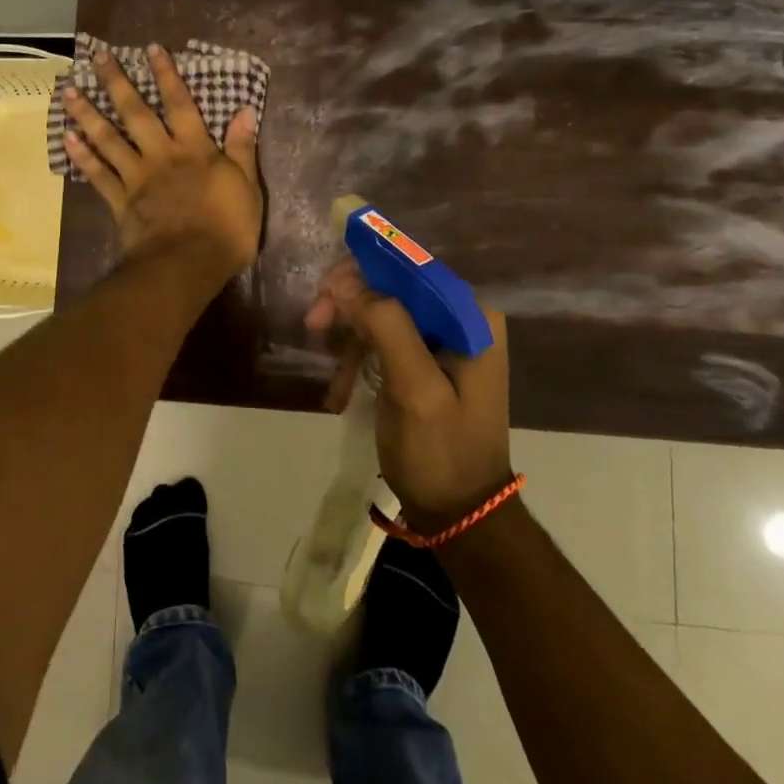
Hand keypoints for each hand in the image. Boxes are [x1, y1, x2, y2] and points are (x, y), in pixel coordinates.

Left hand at [62, 44, 262, 282]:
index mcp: (195, 149)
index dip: (166, 75)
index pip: (180, 104)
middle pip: (136, 113)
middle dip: (117, 82)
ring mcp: (137, 177)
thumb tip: (244, 110)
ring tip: (68, 91)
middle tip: (98, 57)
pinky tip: (67, 138)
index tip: (150, 49)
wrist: (189, 265)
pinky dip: (82, 157)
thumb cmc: (226, 228)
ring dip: (88, 113)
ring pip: (108, 139)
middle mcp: (162, 154)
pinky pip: (98, 175)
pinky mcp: (121, 201)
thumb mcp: (247, 187)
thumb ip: (241, 148)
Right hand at [306, 260, 512, 529]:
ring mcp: (444, 342)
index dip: (362, 270)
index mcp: (470, 316)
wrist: (461, 516)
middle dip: (350, 305)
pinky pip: (384, 340)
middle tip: (313, 324)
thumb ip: (386, 326)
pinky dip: (358, 359)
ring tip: (332, 379)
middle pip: (393, 288)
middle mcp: (461, 319)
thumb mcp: (415, 389)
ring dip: (350, 337)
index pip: (410, 268)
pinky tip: (341, 390)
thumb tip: (345, 281)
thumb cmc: (441, 452)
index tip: (323, 292)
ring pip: (383, 313)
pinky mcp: (427, 363)